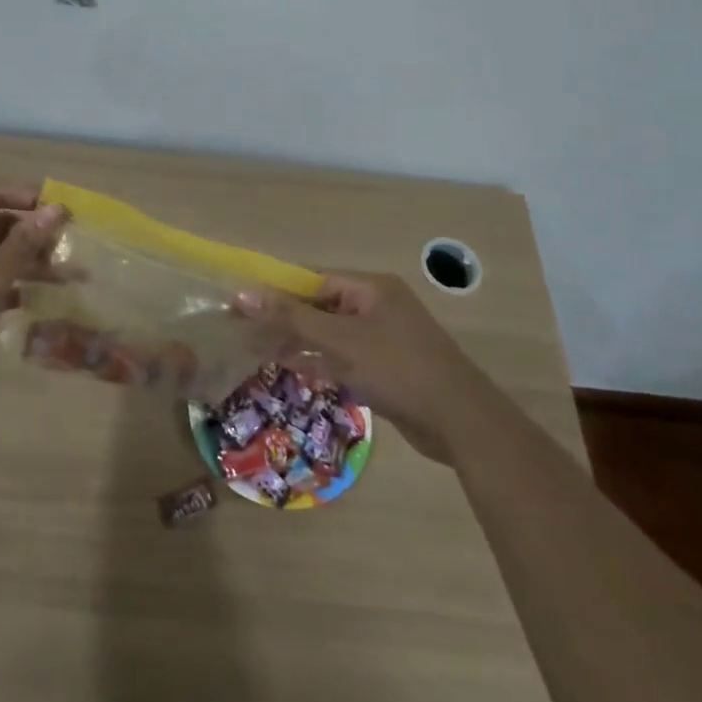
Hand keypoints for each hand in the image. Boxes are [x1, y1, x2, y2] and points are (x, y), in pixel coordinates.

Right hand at [233, 273, 468, 463]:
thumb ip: (291, 317)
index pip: (313, 278)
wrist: (460, 422)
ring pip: (329, 334)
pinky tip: (289, 367)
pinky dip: (318, 361)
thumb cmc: (398, 368)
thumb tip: (242, 294)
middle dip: (284, 317)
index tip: (241, 301)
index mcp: (370, 288)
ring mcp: (381, 339)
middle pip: (320, 305)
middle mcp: (376, 307)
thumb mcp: (340, 340)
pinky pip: (342, 357)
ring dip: (297, 340)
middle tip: (244, 327)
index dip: (276, 288)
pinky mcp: (384, 368)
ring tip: (256, 347)